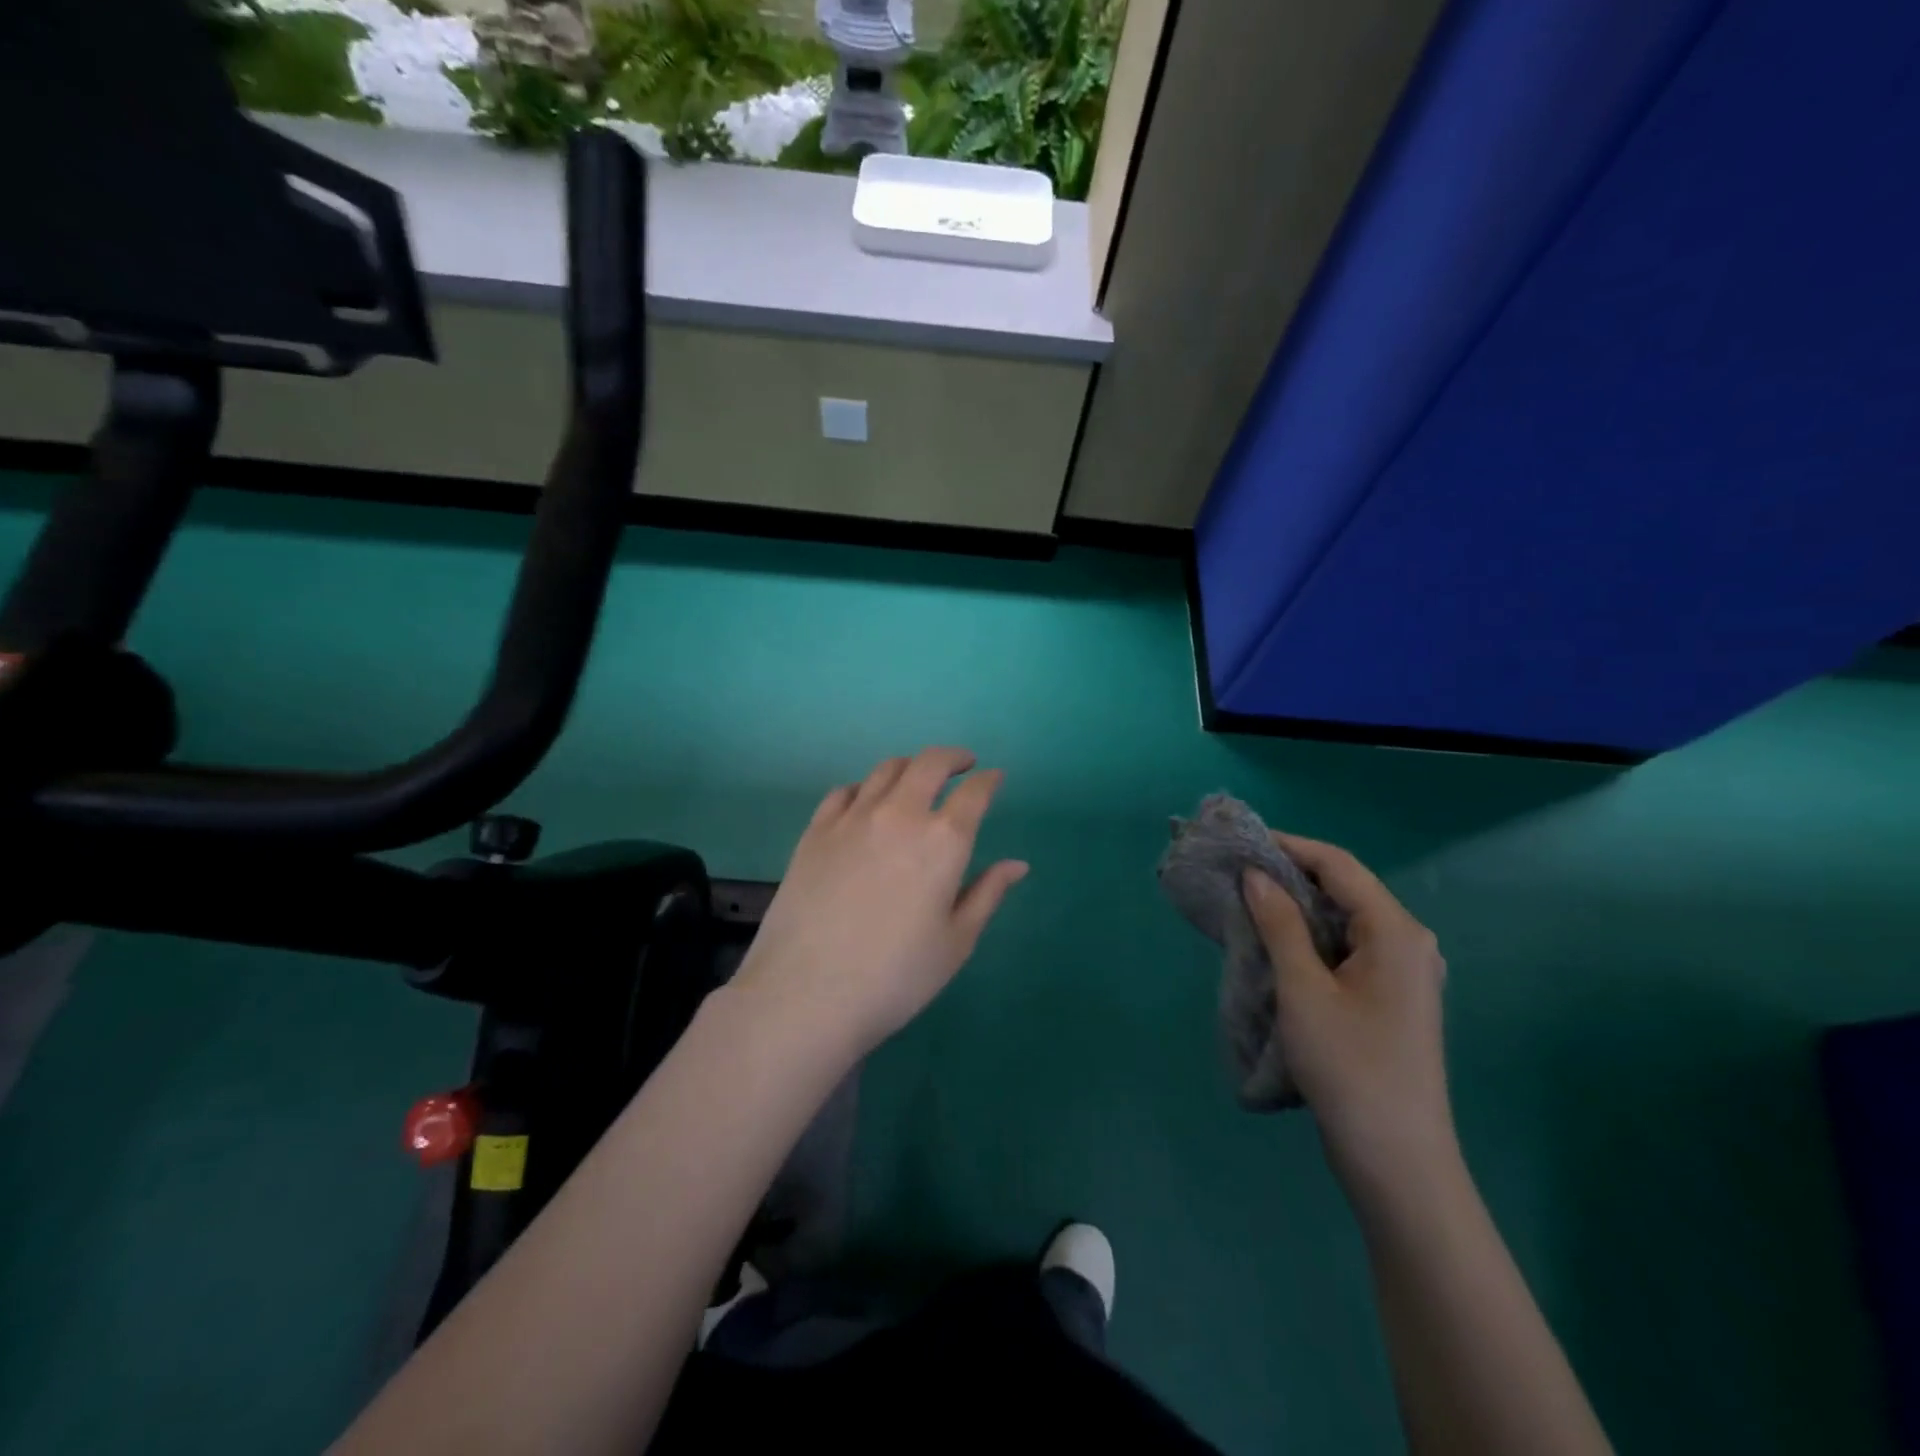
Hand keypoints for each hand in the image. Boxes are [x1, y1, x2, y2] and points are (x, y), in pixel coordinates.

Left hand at [731, 747, 1028, 1062]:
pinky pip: (844, 790)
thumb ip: (987, 894)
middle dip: (952, 757)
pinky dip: (865, 787)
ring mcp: (852, 818)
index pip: (974, 793)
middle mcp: (900, 814)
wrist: (806, 994)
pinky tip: (867, 801)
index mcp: (943, 841)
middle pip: (929, 763)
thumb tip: (1017, 864)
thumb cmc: (895, 977)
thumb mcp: (955, 942)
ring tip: (918, 778)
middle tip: (962, 764)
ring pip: (886, 769)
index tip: (994, 778)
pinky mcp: (816, 830)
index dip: (989, 781)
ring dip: (911, 766)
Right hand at [1243, 835, 1454, 1193]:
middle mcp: (1409, 942)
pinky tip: (1278, 945)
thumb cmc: (1348, 1066)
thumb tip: (1256, 875)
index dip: (1290, 847)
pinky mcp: (1393, 998)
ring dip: (1298, 908)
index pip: (1339, 865)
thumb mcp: (1303, 988)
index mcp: (1396, 931)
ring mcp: (1405, 972)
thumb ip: (1280, 923)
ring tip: (1248, 904)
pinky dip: (1312, 938)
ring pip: (1345, 920)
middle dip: (1291, 876)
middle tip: (1238, 874)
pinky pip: (1349, 948)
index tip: (1242, 843)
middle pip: (1345, 889)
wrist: (1396, 1159)